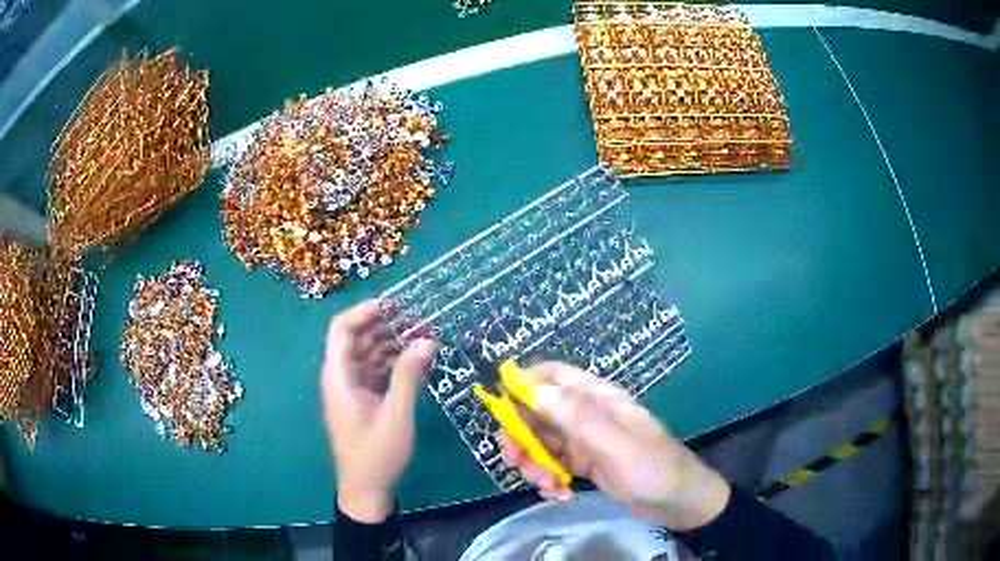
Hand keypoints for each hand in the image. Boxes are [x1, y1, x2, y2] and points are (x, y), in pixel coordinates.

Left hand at [321, 300, 437, 522]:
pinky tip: (417, 362)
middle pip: (356, 338)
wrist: (366, 490)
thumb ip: (409, 375)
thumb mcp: (396, 414)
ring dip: (392, 344)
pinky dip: (393, 364)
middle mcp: (340, 377)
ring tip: (423, 338)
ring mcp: (351, 389)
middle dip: (384, 325)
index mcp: (338, 376)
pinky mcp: (362, 401)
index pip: (342, 329)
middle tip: (418, 320)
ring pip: (368, 355)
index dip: (365, 312)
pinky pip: (375, 372)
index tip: (396, 305)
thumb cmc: (376, 454)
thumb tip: (427, 340)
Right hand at [499, 362, 730, 530]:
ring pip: (540, 442)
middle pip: (536, 412)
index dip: (522, 384)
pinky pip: (552, 465)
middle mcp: (586, 415)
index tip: (500, 407)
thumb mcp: (615, 444)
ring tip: (549, 486)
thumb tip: (530, 387)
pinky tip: (559, 494)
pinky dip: (549, 479)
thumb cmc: (653, 469)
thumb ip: (575, 417)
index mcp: (597, 398)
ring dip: (534, 464)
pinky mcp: (583, 464)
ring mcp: (583, 441)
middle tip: (515, 460)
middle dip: (521, 436)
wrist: (679, 503)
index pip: (552, 375)